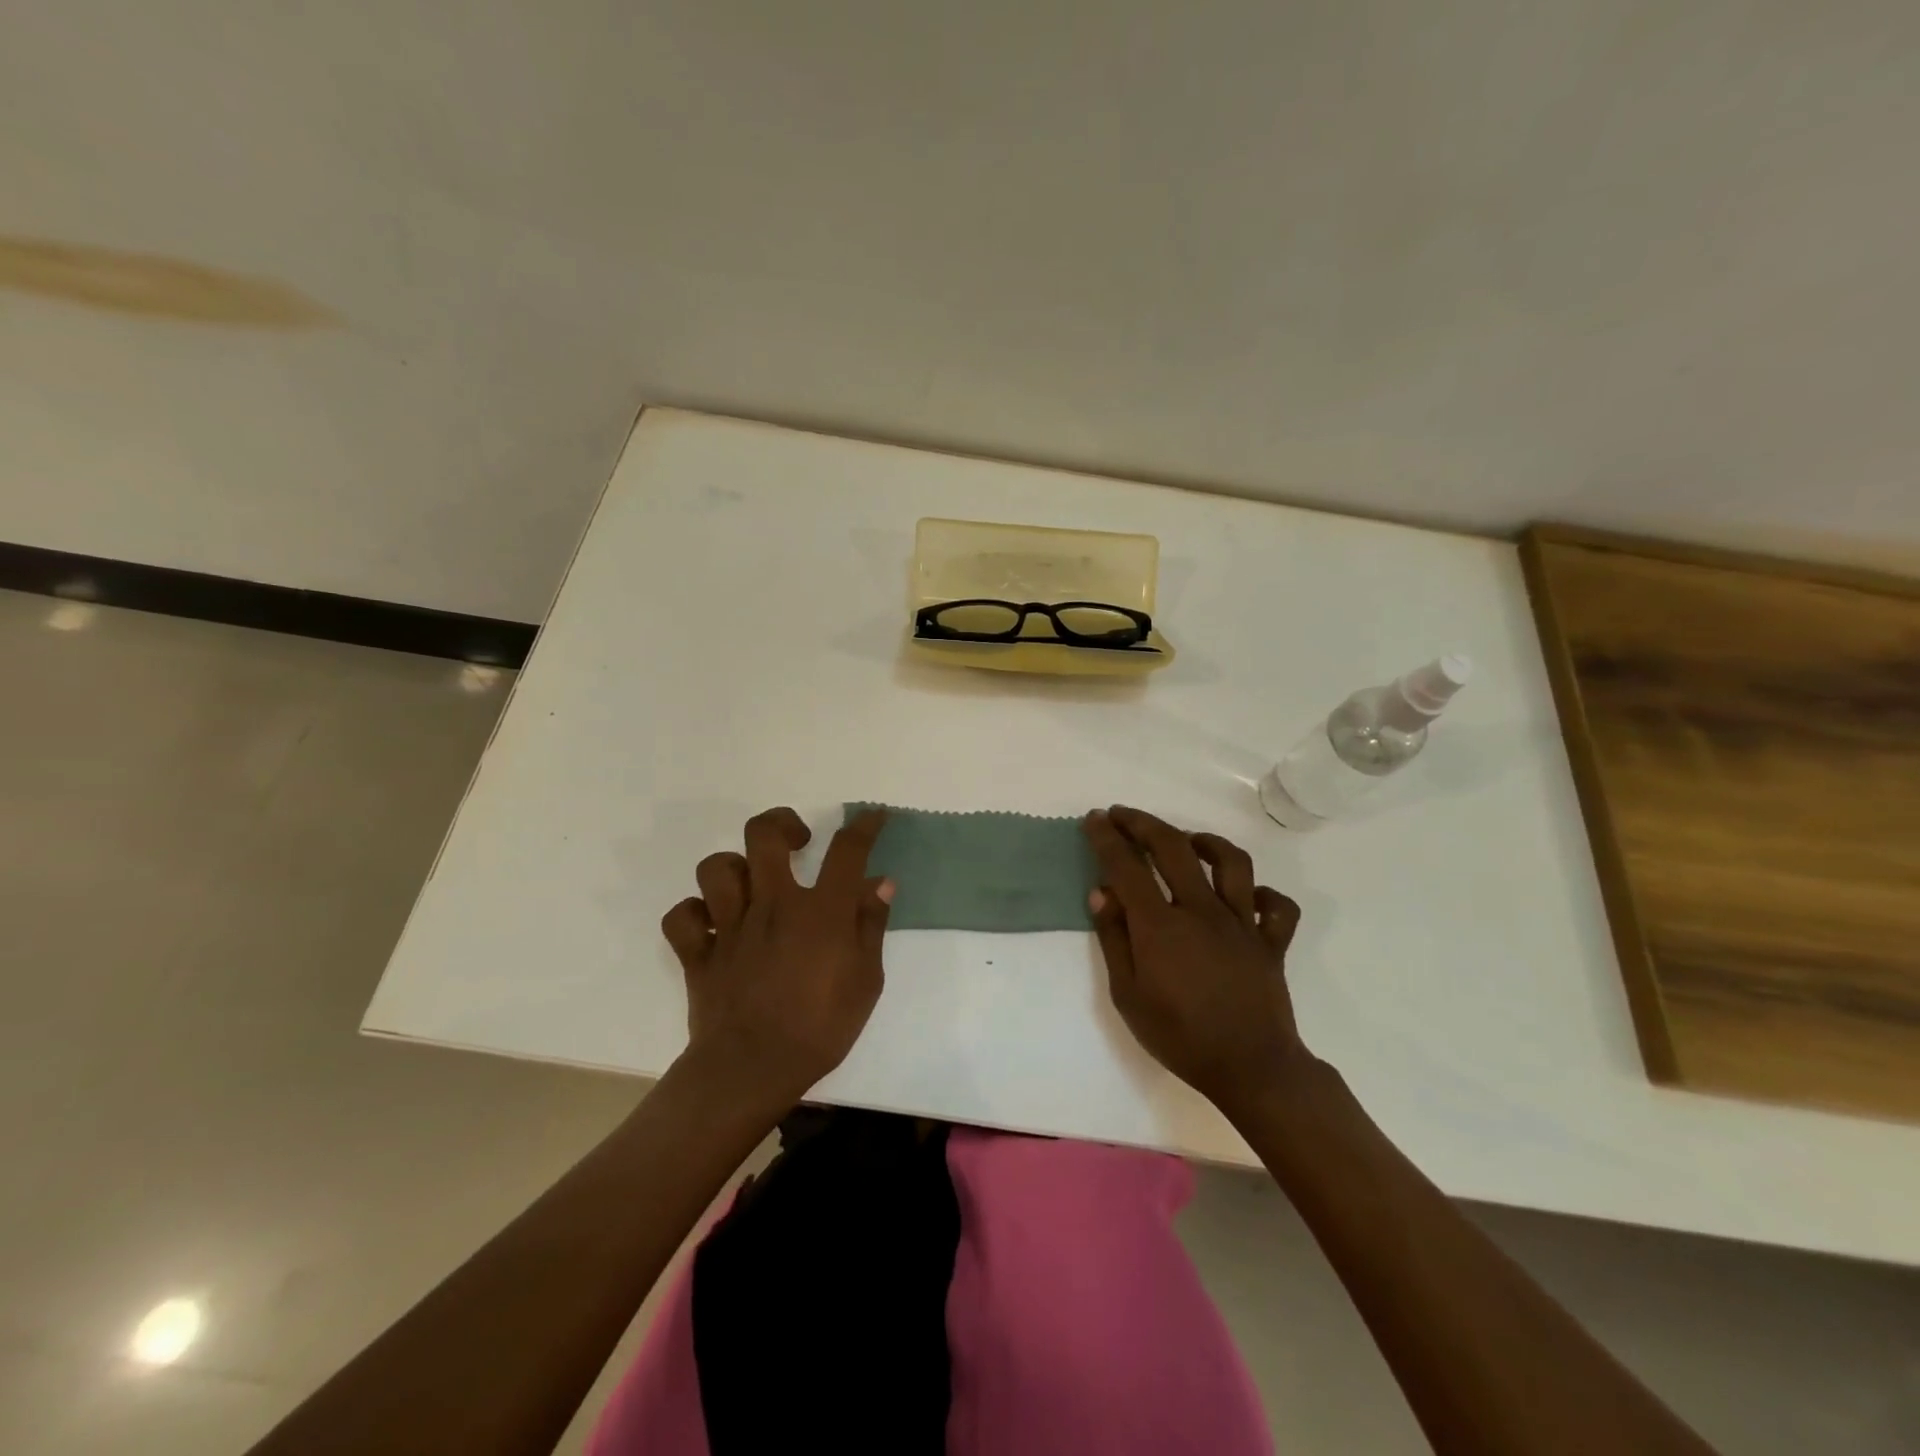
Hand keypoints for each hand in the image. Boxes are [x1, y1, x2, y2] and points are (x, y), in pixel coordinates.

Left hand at [660, 807, 892, 1108]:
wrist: (752, 1071)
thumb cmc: (820, 1028)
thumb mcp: (866, 981)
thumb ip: (871, 926)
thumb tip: (881, 884)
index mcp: (819, 911)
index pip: (846, 851)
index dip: (863, 826)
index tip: (872, 817)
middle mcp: (771, 905)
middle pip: (764, 835)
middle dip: (782, 824)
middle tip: (797, 842)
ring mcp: (729, 926)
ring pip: (716, 868)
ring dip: (735, 868)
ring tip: (752, 884)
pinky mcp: (697, 953)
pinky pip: (682, 917)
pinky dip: (694, 914)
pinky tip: (713, 924)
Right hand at [1083, 806, 1307, 1112]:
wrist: (1250, 1070)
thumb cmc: (1180, 1037)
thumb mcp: (1127, 996)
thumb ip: (1113, 939)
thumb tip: (1101, 893)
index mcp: (1161, 925)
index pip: (1127, 866)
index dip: (1107, 837)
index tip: (1095, 818)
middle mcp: (1201, 911)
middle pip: (1173, 848)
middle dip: (1144, 824)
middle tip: (1123, 815)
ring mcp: (1242, 923)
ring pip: (1231, 862)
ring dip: (1205, 842)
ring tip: (1187, 841)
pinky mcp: (1271, 941)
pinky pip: (1277, 906)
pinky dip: (1263, 894)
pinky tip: (1245, 896)